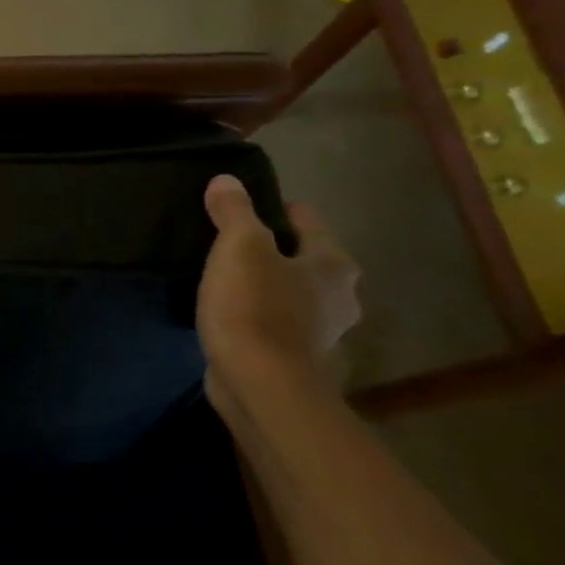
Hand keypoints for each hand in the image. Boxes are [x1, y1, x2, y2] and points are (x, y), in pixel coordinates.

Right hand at [197, 174, 359, 403]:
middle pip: (304, 257)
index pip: (307, 220)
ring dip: (266, 284)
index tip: (240, 209)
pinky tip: (230, 312)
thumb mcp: (239, 247)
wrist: (259, 383)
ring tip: (225, 277)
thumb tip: (227, 180)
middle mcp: (339, 296)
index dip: (274, 208)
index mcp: (334, 264)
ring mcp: (320, 330)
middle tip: (229, 243)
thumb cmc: (255, 306)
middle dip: (272, 249)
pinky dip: (258, 314)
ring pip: (291, 292)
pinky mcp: (295, 357)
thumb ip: (235, 212)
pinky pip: (276, 321)